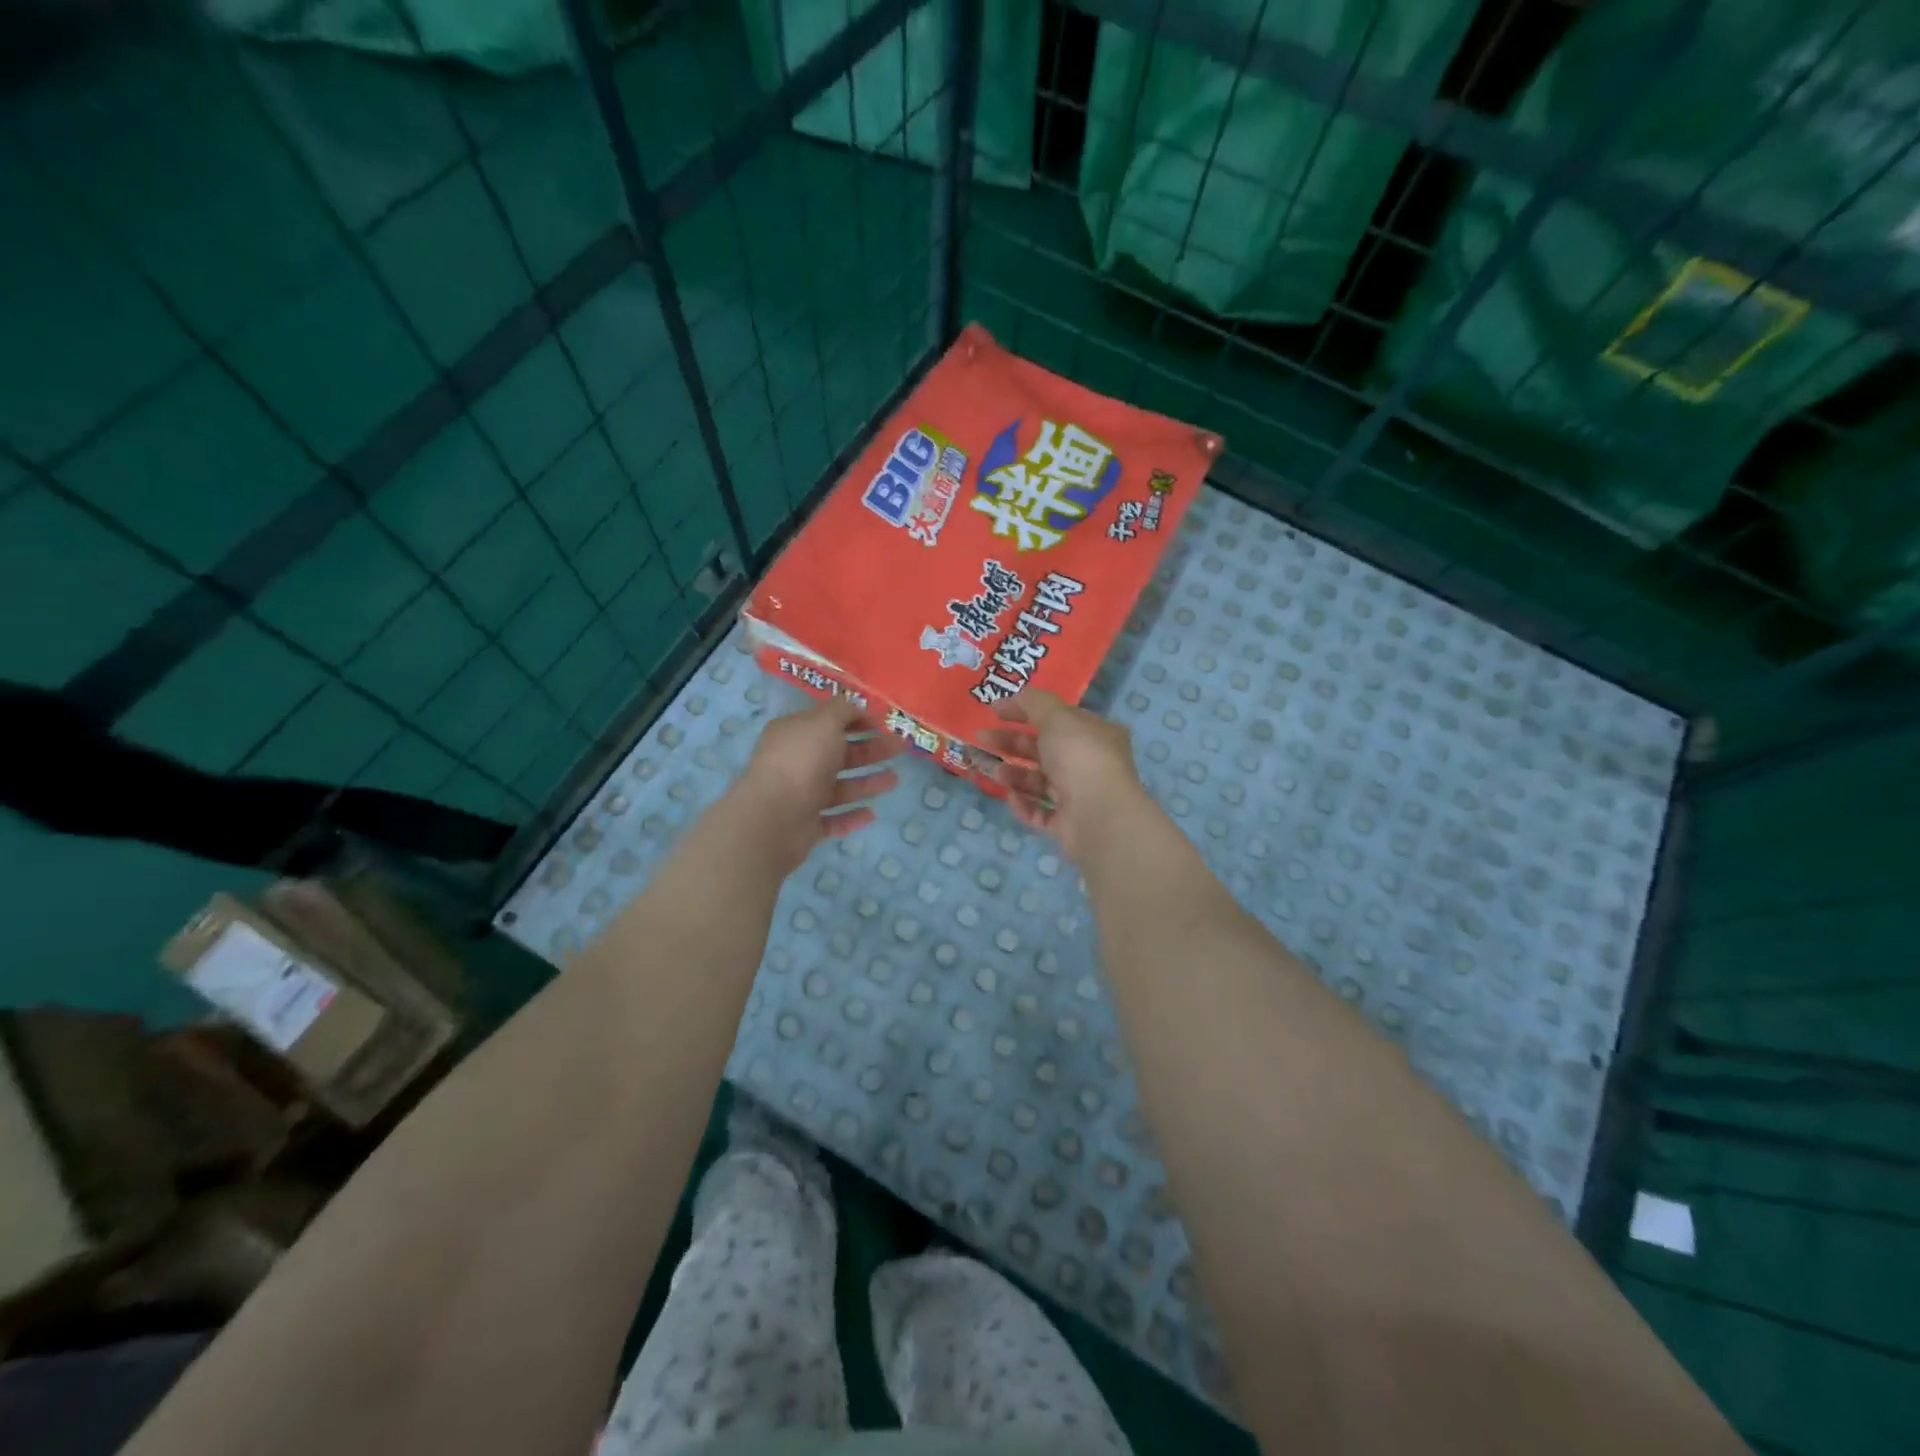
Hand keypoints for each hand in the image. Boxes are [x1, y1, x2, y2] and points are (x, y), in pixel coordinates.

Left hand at [732, 697, 903, 873]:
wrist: (773, 819)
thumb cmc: (801, 762)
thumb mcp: (824, 723)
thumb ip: (843, 711)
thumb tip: (857, 706)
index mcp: (795, 734)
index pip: (828, 722)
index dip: (857, 720)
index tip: (886, 723)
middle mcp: (796, 763)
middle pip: (839, 754)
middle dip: (871, 750)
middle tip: (901, 748)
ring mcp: (800, 796)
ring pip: (839, 787)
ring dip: (867, 783)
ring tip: (895, 780)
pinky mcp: (805, 827)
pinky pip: (833, 819)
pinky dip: (852, 816)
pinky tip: (872, 814)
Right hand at [980, 690, 1147, 862]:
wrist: (1099, 816)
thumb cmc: (1080, 758)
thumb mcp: (1057, 717)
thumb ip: (1034, 703)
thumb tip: (1016, 697)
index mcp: (1094, 734)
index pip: (1057, 717)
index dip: (1024, 710)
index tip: (993, 710)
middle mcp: (1089, 763)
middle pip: (1044, 749)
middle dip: (1011, 743)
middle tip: (982, 738)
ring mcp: (1080, 796)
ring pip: (1040, 782)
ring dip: (1014, 775)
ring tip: (996, 773)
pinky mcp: (1068, 825)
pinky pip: (1040, 812)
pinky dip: (1023, 805)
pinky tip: (1011, 798)